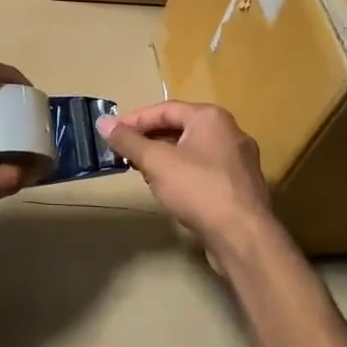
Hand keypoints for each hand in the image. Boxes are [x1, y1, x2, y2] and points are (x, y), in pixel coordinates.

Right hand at [101, 101, 276, 262]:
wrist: (243, 237)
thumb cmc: (198, 189)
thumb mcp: (156, 162)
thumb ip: (128, 141)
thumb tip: (103, 121)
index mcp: (211, 117)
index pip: (165, 109)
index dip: (135, 120)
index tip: (112, 133)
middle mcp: (230, 132)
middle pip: (180, 128)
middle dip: (150, 140)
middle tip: (125, 153)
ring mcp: (240, 160)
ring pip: (193, 150)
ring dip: (165, 158)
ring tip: (143, 172)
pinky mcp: (242, 186)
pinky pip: (205, 170)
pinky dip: (184, 174)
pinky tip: (171, 190)